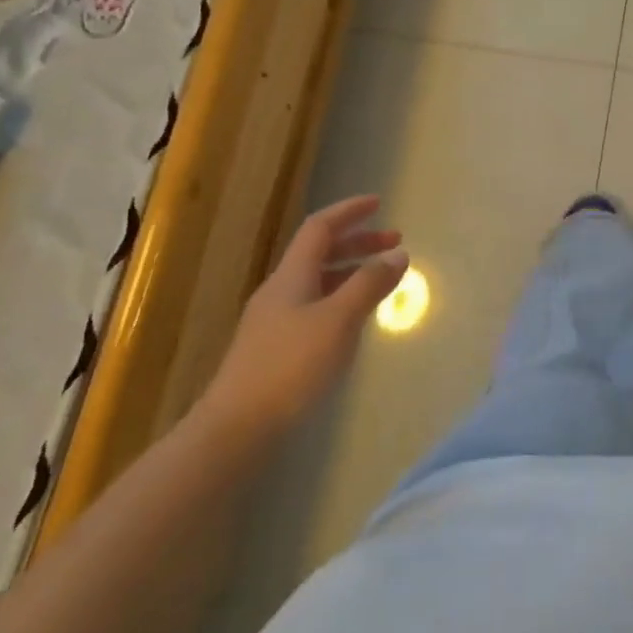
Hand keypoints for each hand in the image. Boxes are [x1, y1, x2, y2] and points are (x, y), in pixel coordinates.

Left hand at [198, 195, 407, 443]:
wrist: (235, 429)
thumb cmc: (290, 366)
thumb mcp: (339, 320)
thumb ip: (369, 284)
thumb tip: (397, 253)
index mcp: (292, 276)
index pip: (320, 227)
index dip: (349, 211)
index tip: (379, 202)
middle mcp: (281, 291)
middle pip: (320, 253)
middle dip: (359, 242)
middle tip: (395, 243)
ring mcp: (275, 321)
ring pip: (318, 281)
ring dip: (351, 271)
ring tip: (382, 280)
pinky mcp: (275, 349)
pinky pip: (315, 307)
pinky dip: (341, 299)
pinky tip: (355, 321)